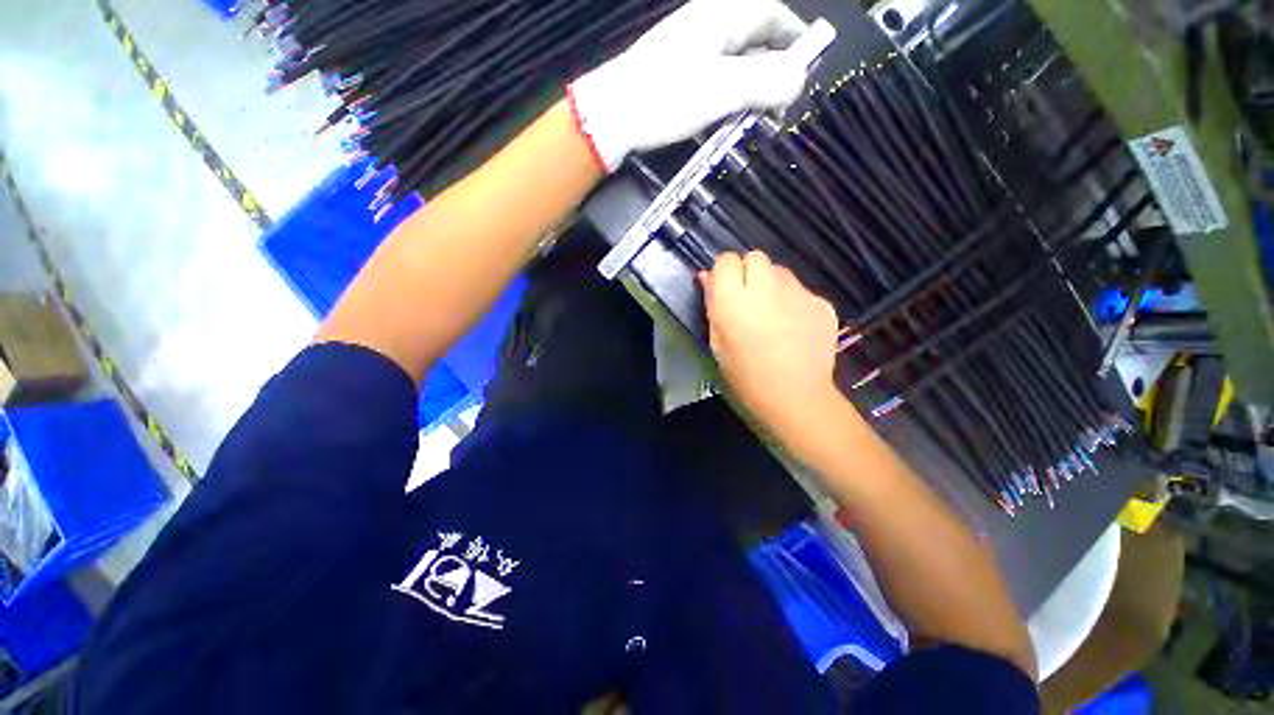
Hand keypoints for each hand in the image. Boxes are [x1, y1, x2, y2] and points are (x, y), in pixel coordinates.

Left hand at [567, 0, 809, 171]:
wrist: (610, 117)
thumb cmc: (663, 98)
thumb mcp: (721, 90)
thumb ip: (765, 82)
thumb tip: (799, 80)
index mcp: (721, 16)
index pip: (772, 14)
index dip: (795, 38)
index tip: (807, 68)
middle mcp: (707, 26)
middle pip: (754, 39)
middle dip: (774, 69)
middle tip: (782, 105)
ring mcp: (689, 51)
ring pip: (735, 64)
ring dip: (752, 89)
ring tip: (759, 119)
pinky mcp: (676, 77)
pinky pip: (715, 81)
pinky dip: (729, 98)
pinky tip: (728, 119)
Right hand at [700, 252, 841, 444]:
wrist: (796, 397)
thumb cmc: (745, 376)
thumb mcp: (717, 342)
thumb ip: (712, 305)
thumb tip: (706, 276)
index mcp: (733, 300)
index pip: (726, 260)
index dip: (724, 273)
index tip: (725, 291)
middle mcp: (766, 288)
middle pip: (755, 257)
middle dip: (749, 272)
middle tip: (749, 301)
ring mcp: (798, 293)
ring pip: (780, 272)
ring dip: (772, 286)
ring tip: (774, 316)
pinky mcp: (822, 303)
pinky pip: (801, 291)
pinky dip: (794, 303)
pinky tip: (795, 328)